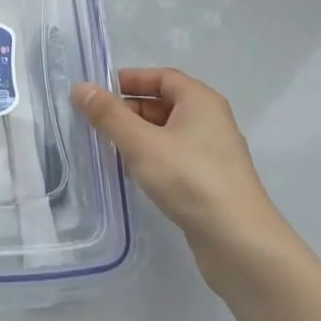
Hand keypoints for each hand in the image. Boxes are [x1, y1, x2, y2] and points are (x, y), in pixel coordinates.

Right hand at [73, 68, 290, 294]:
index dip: (131, 80)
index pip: (162, 77)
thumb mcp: (141, 143)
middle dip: (130, 110)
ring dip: (139, 136)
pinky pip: (175, 157)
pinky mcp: (211, 182)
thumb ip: (109, 115)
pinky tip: (134, 175)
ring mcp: (213, 153)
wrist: (240, 243)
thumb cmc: (190, 179)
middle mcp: (211, 120)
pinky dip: (153, 158)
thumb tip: (80, 87)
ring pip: (169, 133)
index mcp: (200, 101)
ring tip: (109, 148)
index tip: (99, 92)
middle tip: (97, 123)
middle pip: (165, 103)